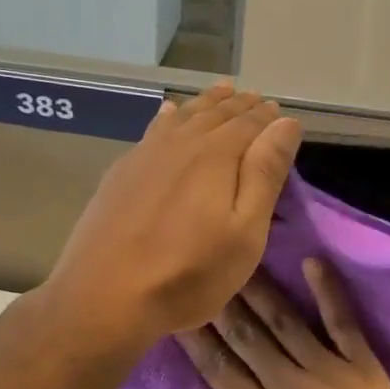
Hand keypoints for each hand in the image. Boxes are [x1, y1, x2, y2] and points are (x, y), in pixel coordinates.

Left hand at [45, 82, 301, 353]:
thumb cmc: (188, 273)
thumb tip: (285, 122)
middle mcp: (180, 144)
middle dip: (239, 105)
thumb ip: (265, 174)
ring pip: (183, 116)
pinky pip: (153, 129)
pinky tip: (169, 113)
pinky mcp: (121, 173)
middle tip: (256, 98)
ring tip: (221, 92)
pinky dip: (169, 116)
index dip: (267, 117)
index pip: (249, 124)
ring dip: (206, 103)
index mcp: (216, 155)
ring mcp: (145, 155)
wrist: (104, 295)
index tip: (280, 112)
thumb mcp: (244, 233)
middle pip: (215, 114)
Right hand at [175, 262, 389, 388]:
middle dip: (221, 304)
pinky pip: (342, 322)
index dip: (196, 340)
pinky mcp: (363, 365)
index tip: (178, 313)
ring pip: (285, 322)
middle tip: (204, 273)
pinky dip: (327, 291)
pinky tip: (312, 261)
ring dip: (260, 290)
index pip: (219, 370)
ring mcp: (328, 370)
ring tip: (241, 263)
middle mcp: (289, 385)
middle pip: (247, 337)